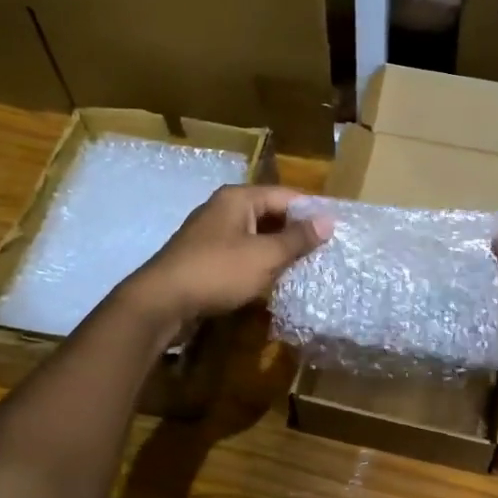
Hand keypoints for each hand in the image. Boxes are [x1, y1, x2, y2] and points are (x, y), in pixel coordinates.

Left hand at [126, 185, 331, 328]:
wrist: (162, 302)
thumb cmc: (217, 272)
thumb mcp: (265, 256)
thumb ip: (297, 239)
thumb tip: (329, 220)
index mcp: (238, 199)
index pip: (286, 196)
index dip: (312, 212)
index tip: (336, 231)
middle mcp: (224, 209)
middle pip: (270, 214)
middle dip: (296, 232)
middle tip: (325, 252)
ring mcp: (211, 234)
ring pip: (256, 236)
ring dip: (278, 250)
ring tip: (306, 267)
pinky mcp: (205, 257)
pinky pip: (241, 253)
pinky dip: (259, 264)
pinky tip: (274, 280)